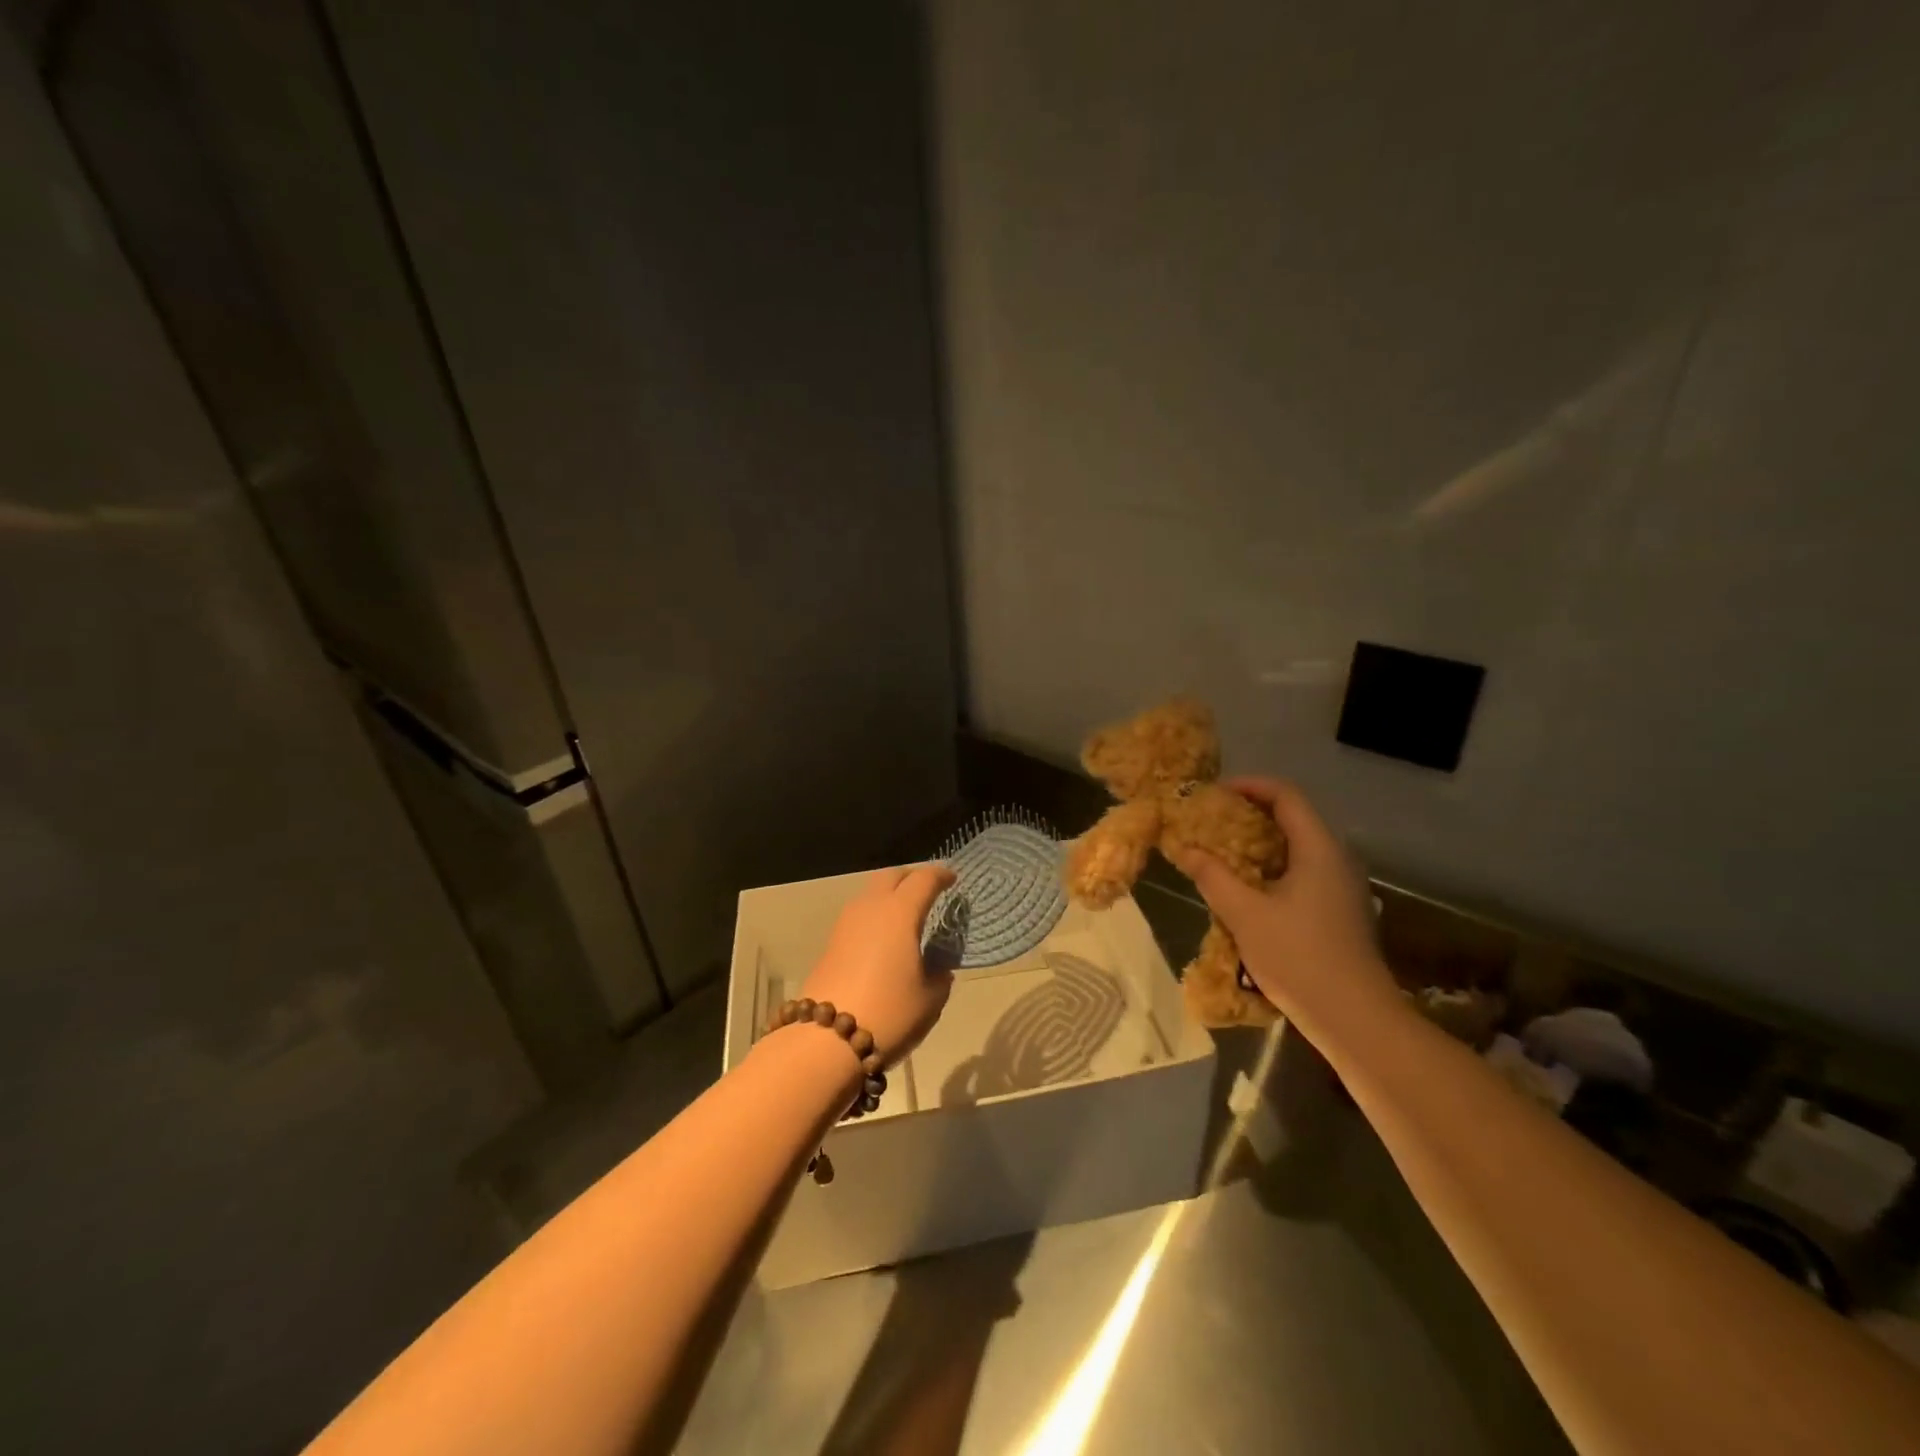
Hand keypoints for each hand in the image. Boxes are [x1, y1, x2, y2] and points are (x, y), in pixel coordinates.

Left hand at [798, 865, 956, 1066]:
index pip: (923, 879)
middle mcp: (871, 908)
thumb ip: (939, 975)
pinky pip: (859, 916)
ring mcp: (846, 924)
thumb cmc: (889, 1013)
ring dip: (890, 896)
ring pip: (871, 893)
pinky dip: (875, 916)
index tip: (952, 879)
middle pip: (891, 876)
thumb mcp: (930, 999)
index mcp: (900, 912)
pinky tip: (884, 938)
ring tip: (907, 915)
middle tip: (928, 890)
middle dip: (911, 878)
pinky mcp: (831, 943)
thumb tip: (937, 967)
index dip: (940, 875)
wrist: (826, 1040)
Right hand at [1167, 778, 1396, 1039]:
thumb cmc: (1299, 958)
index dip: (1249, 785)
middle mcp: (1337, 859)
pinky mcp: (1341, 911)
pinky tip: (1248, 890)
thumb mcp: (1244, 914)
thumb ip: (1213, 876)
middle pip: (1293, 818)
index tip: (1215, 793)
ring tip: (1222, 853)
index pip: (1286, 795)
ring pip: (1298, 848)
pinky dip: (1272, 868)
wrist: (1356, 1019)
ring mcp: (1343, 887)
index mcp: (1319, 849)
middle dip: (1249, 814)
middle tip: (1212, 822)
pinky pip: (1303, 872)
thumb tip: (1185, 849)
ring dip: (1259, 844)